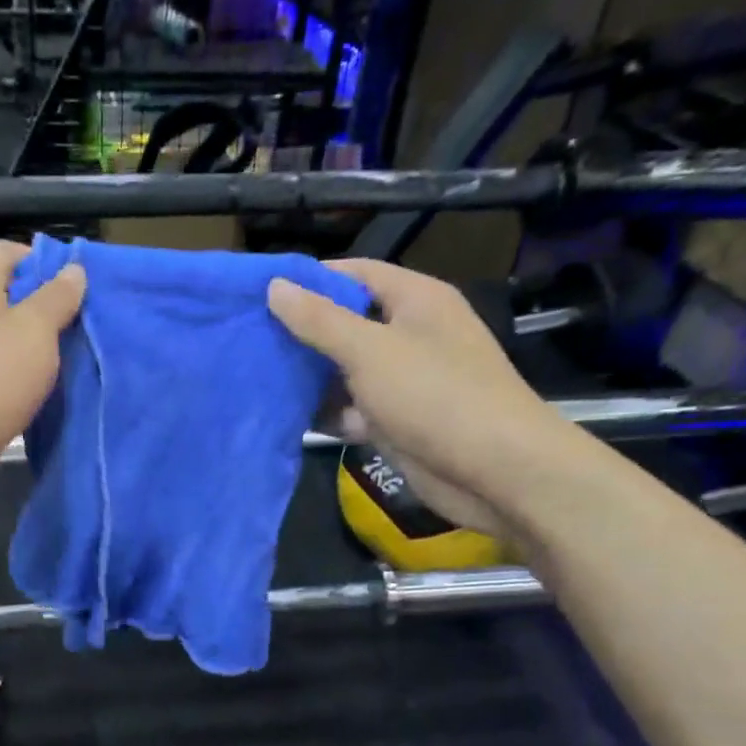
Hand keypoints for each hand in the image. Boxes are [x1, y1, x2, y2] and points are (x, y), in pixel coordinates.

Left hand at [0, 239, 84, 528]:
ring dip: (47, 356)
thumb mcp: (30, 330)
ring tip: (88, 363)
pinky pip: (14, 390)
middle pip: (11, 305)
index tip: (74, 279)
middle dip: (51, 311)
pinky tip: (64, 400)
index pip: (0, 255)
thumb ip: (54, 300)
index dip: (35, 256)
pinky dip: (37, 391)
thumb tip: (73, 269)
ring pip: (15, 352)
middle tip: (92, 326)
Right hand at [268, 258, 580, 539]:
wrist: (495, 472)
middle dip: (303, 331)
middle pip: (347, 323)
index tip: (262, 292)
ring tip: (257, 374)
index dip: (311, 279)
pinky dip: (327, 412)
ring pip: (346, 370)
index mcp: (416, 301)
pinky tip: (286, 415)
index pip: (356, 273)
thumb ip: (320, 320)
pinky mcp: (397, 421)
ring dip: (310, 376)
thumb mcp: (370, 350)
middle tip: (250, 337)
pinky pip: (353, 409)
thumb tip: (276, 287)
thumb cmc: (435, 395)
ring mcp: (405, 381)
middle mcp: (411, 334)